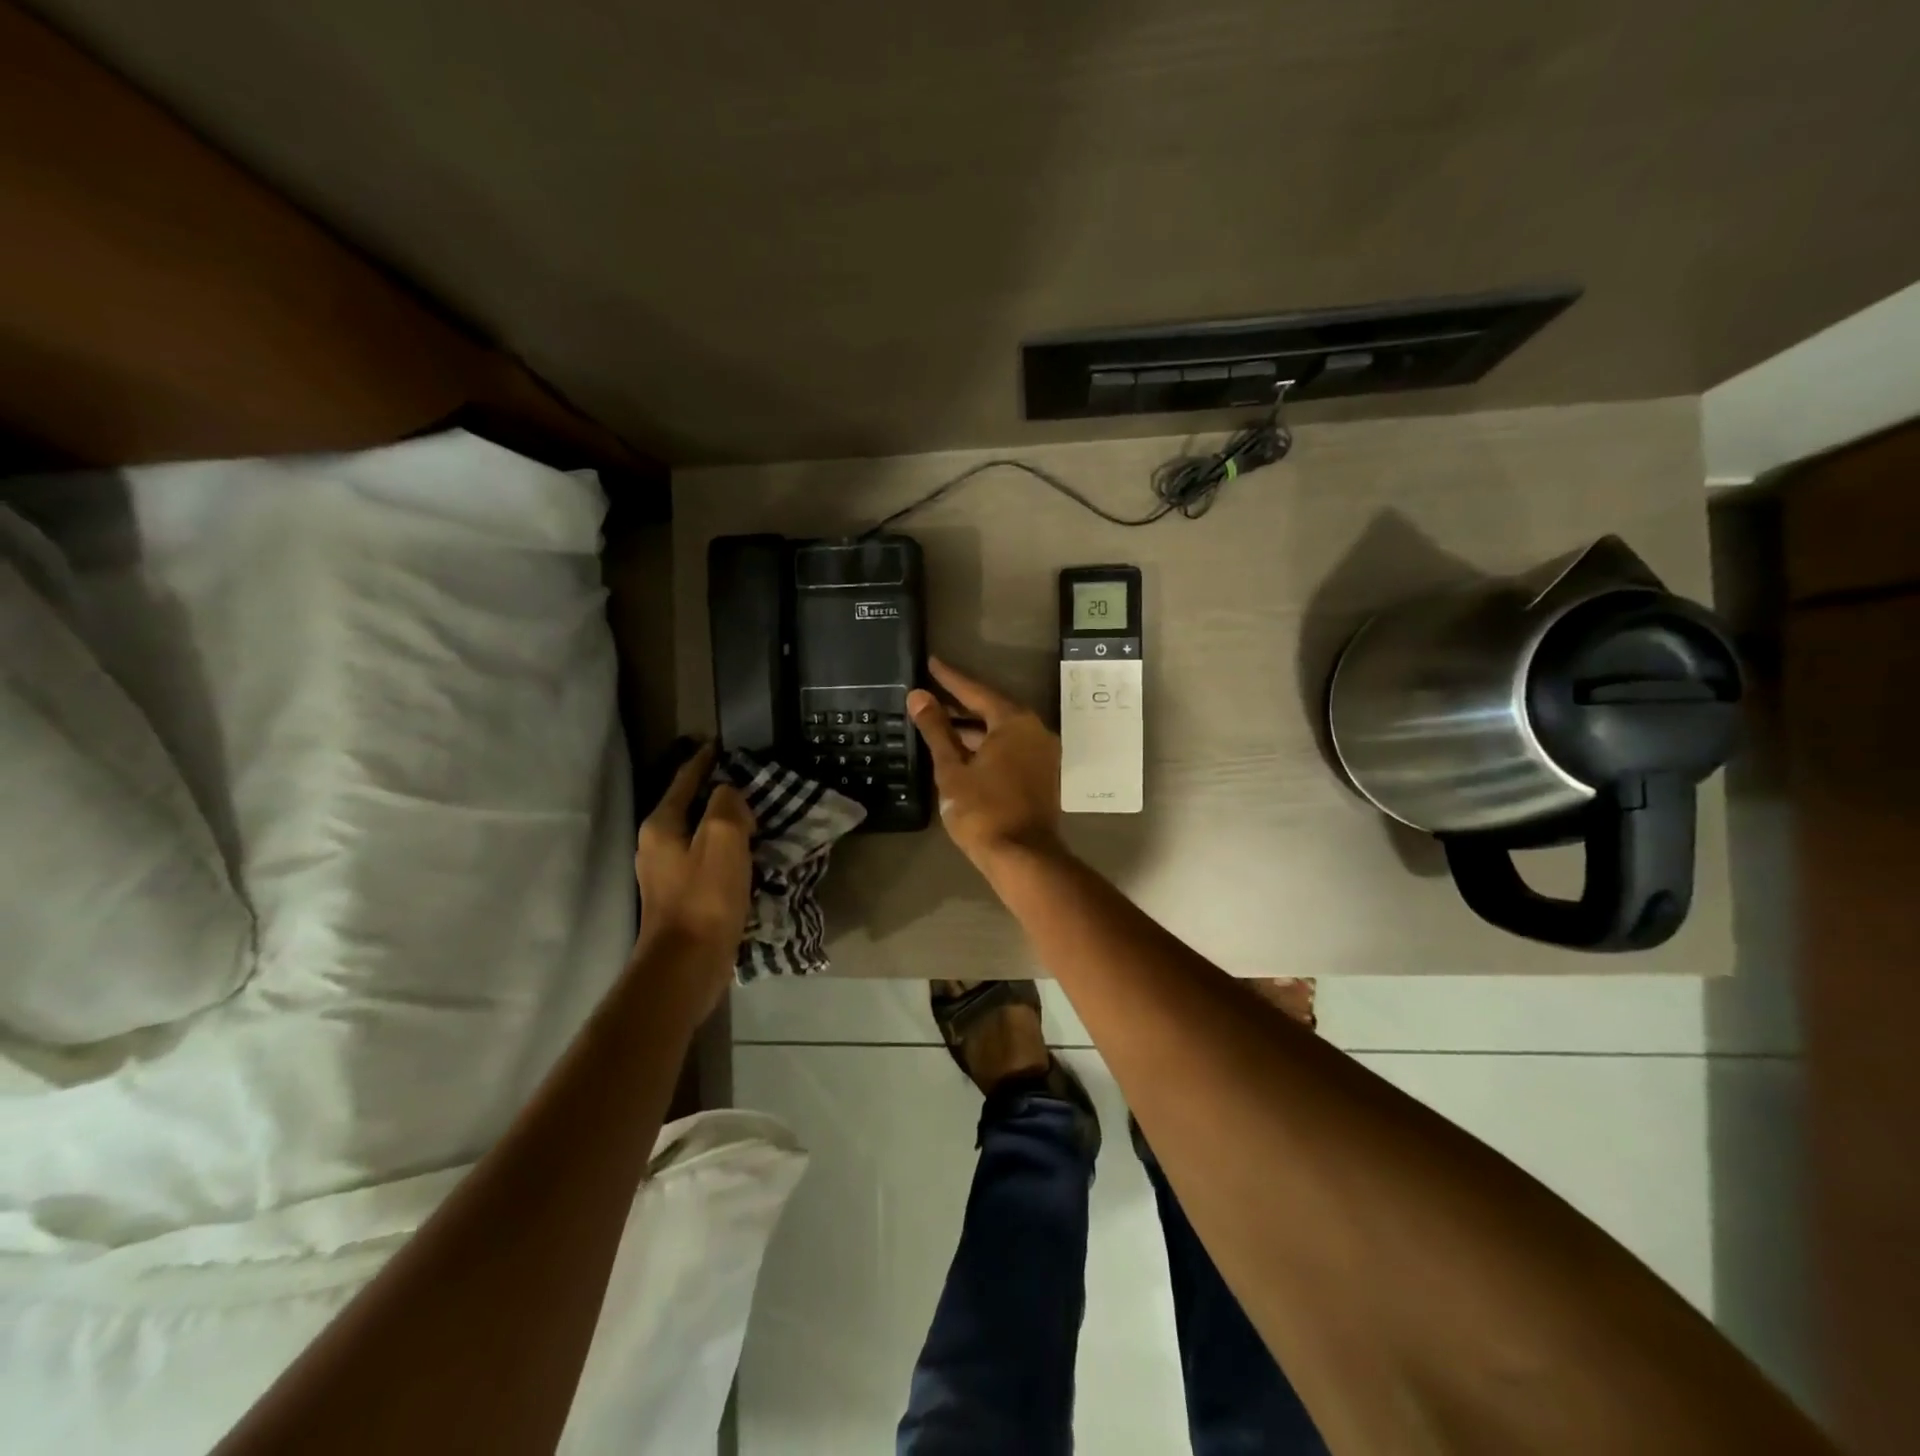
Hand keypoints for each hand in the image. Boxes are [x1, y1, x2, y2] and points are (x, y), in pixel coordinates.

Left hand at [632, 743, 752, 1010]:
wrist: (687, 965)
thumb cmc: (705, 898)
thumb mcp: (723, 839)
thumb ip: (726, 805)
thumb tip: (729, 794)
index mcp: (661, 825)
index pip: (684, 780)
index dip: (703, 761)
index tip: (720, 745)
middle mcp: (656, 845)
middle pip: (689, 806)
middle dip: (716, 793)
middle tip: (749, 782)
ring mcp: (665, 873)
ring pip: (698, 834)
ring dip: (723, 824)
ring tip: (753, 816)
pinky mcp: (680, 897)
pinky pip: (705, 859)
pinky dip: (724, 850)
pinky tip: (745, 855)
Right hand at [908, 658, 1064, 870]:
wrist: (1022, 857)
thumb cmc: (983, 810)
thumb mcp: (952, 768)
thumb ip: (936, 729)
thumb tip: (918, 696)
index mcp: (1015, 722)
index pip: (976, 691)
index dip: (950, 679)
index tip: (931, 663)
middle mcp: (1035, 730)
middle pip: (992, 709)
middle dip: (960, 704)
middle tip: (930, 693)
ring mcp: (1042, 754)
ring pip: (1001, 731)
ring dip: (972, 727)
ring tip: (938, 722)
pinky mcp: (1042, 775)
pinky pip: (1010, 748)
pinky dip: (986, 745)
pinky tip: (962, 750)